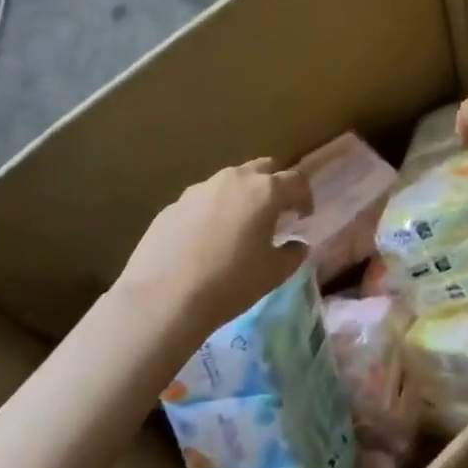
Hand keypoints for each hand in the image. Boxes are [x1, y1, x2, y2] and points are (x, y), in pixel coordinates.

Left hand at [113, 159, 311, 340]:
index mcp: (264, 191)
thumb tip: (297, 244)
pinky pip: (202, 201)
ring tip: (238, 228)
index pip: (296, 180)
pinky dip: (212, 212)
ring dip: (241, 197)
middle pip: (262, 169)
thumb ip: (292, 254)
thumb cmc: (230, 283)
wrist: (163, 299)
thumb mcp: (273, 274)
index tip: (304, 217)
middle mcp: (233, 180)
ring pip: (229, 182)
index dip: (305, 197)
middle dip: (273, 186)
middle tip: (273, 214)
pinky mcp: (172, 206)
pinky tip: (205, 242)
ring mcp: (199, 190)